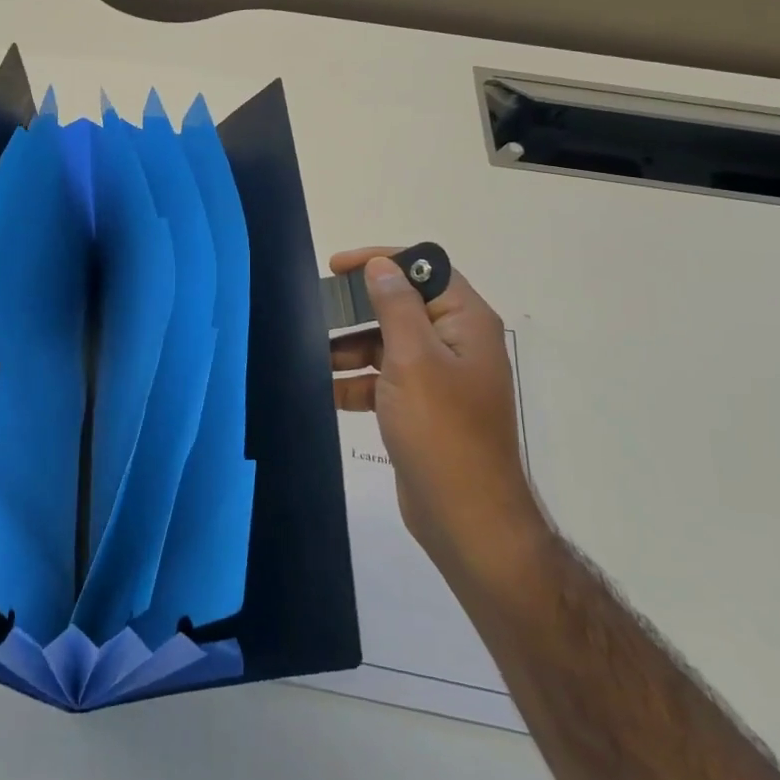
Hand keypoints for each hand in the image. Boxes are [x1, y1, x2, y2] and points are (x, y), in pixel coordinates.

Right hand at [329, 247, 547, 583]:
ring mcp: (440, 378)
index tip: (337, 267)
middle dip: (358, 309)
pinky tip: (327, 390)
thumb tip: (382, 266)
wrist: (465, 518)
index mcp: (466, 323)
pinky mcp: (423, 408)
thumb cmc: (441, 430)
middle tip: (316, 312)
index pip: (426, 269)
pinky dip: (357, 381)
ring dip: (351, 347)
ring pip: (388, 344)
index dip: (382, 261)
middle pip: (402, 306)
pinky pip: (385, 380)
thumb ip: (396, 306)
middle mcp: (456, 343)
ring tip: (313, 356)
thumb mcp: (413, 359)